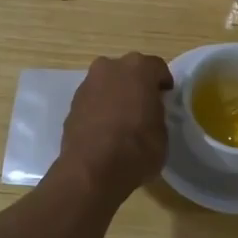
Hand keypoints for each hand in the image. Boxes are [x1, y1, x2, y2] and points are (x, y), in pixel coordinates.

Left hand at [54, 53, 173, 199]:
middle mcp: (110, 67)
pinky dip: (99, 109)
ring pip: (107, 84)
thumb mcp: (162, 132)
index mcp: (138, 68)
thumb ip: (156, 112)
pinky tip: (105, 130)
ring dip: (115, 95)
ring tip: (122, 121)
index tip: (165, 99)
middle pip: (128, 71)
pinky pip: (93, 100)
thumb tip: (149, 112)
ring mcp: (88, 84)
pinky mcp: (72, 103)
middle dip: (136, 85)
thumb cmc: (137, 148)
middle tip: (143, 107)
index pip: (157, 68)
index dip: (162, 84)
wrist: (92, 170)